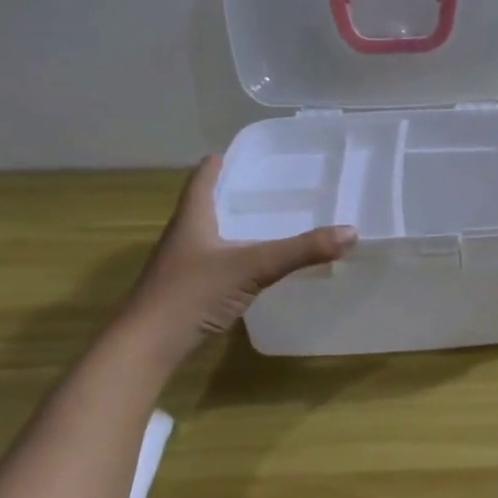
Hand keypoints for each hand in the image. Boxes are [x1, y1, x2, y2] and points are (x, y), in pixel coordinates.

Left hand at [123, 153, 356, 355]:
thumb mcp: (253, 267)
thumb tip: (350, 231)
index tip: (235, 152)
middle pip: (208, 206)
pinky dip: (237, 258)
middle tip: (267, 186)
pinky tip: (256, 267)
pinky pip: (217, 265)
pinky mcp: (188, 293)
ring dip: (235, 227)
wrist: (147, 346)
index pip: (202, 180)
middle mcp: (184, 237)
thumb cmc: (192, 293)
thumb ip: (300, 251)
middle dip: (233, 194)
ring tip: (268, 222)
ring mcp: (183, 267)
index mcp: (192, 220)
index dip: (217, 164)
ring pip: (212, 237)